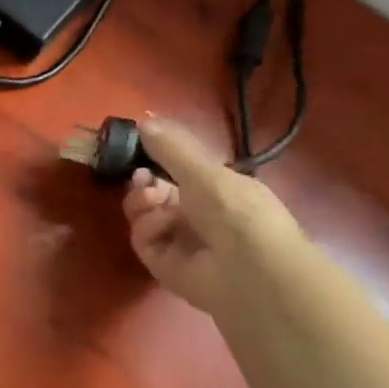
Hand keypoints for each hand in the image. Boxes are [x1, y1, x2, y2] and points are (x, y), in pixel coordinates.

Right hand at [122, 117, 302, 314]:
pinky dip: (148, 227)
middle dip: (144, 181)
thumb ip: (171, 146)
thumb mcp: (205, 169)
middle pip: (155, 192)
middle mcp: (198, 214)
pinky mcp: (163, 264)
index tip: (140, 148)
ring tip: (150, 198)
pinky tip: (161, 224)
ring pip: (144, 214)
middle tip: (140, 176)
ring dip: (141, 201)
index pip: (178, 171)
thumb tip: (144, 119)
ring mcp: (179, 241)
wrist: (248, 268)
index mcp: (217, 189)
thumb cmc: (236, 210)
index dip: (157, 160)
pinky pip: (143, 239)